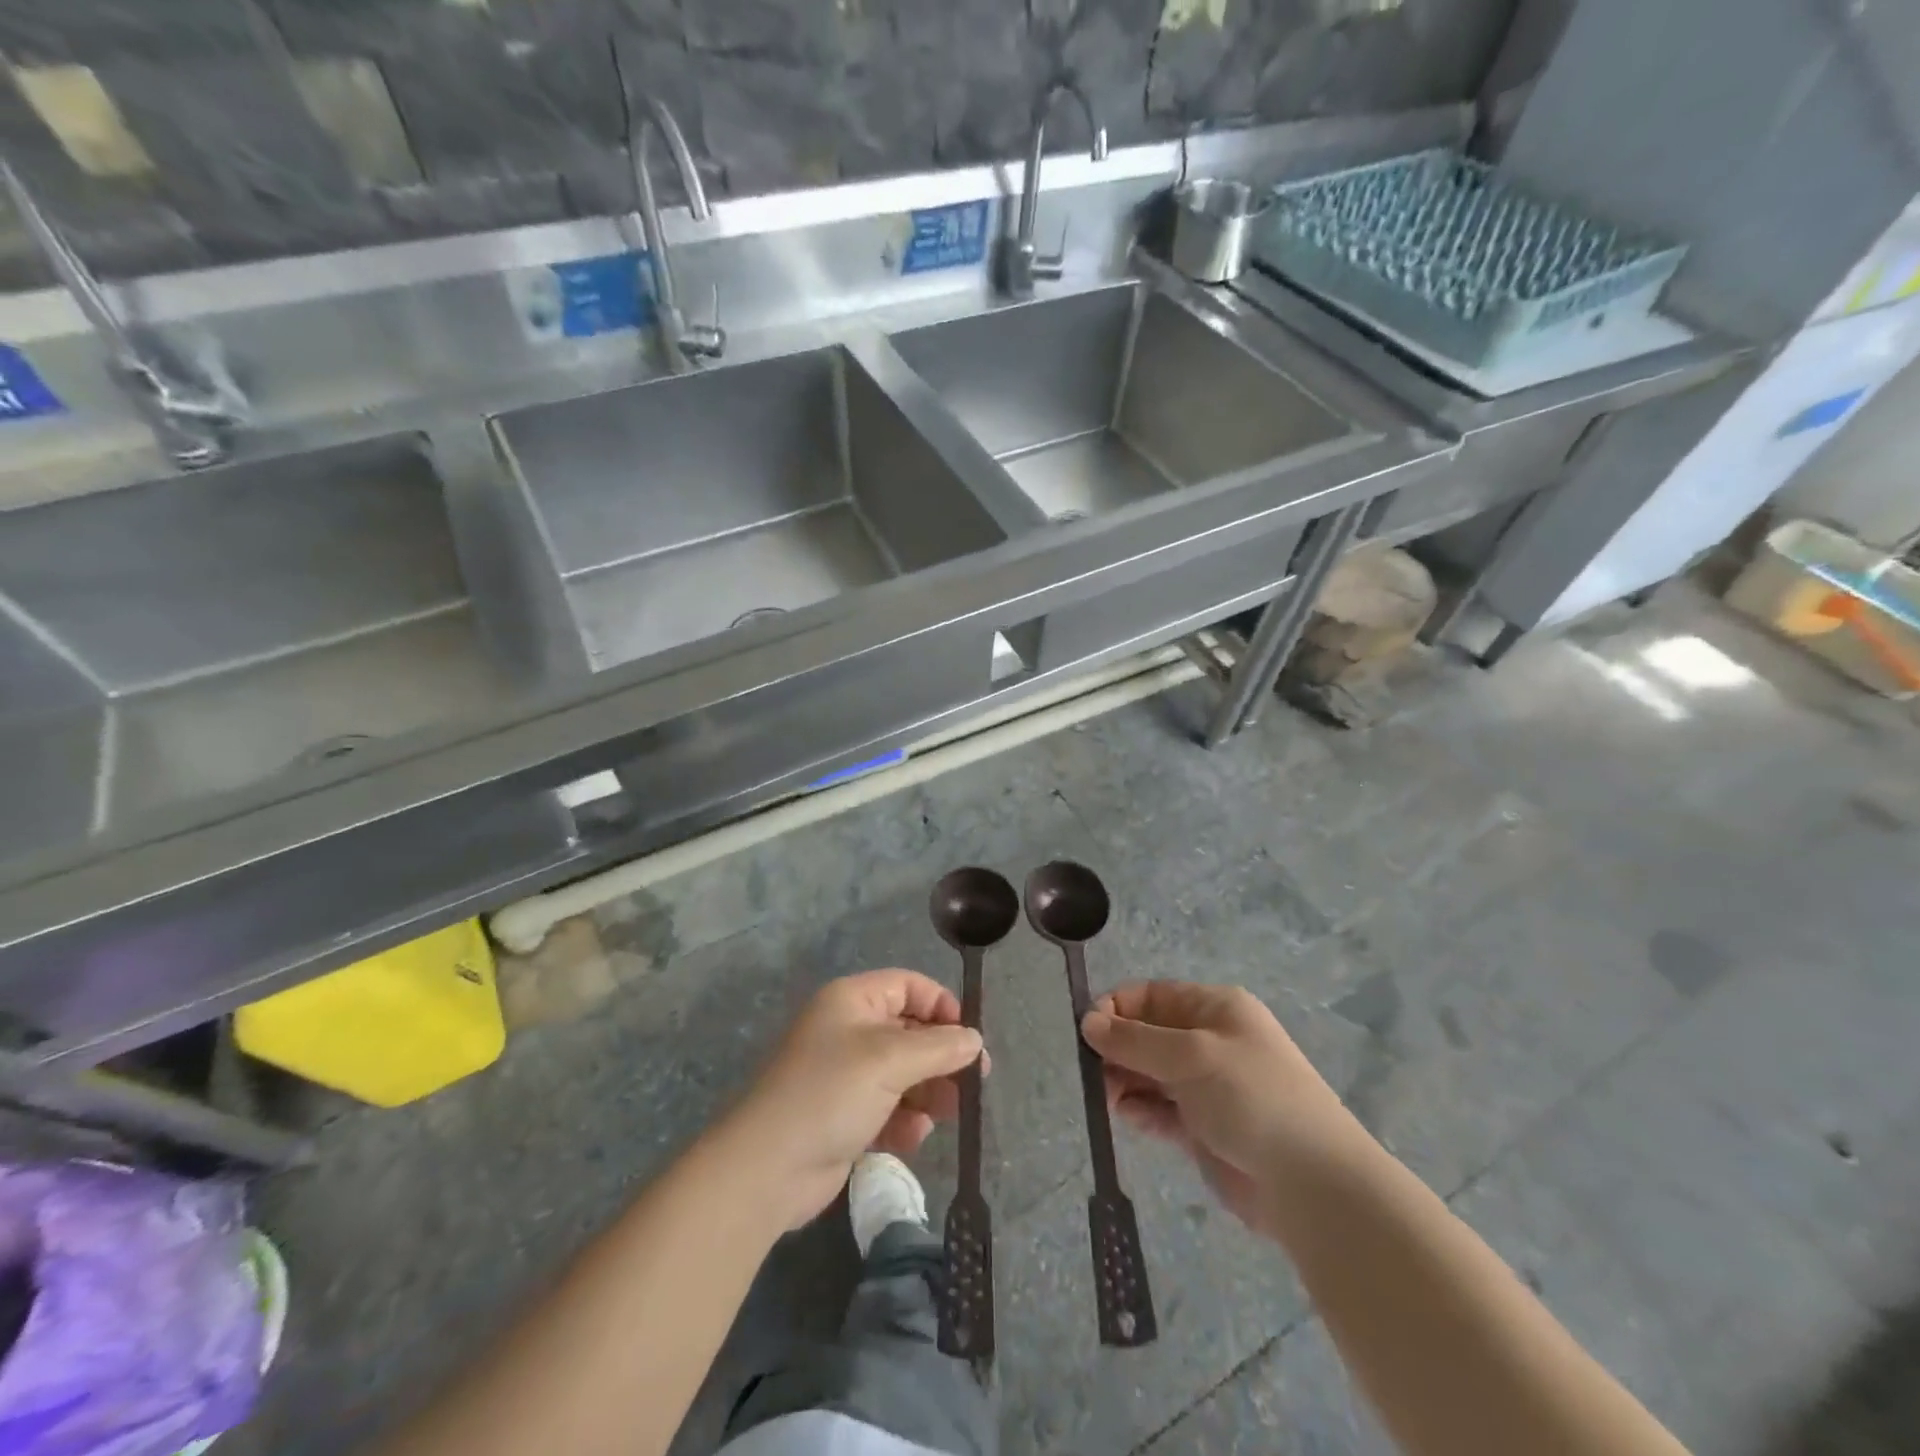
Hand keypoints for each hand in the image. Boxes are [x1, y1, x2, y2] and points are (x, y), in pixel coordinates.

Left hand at [723, 970, 983, 1230]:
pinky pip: (889, 1108)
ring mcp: (846, 1075)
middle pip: (910, 1031)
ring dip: (928, 1093)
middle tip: (975, 1082)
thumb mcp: (890, 1060)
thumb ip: (939, 1047)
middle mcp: (849, 1030)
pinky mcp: (846, 1116)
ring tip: (945, 1114)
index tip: (969, 1036)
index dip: (941, 1005)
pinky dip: (905, 1120)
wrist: (768, 1168)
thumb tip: (975, 1040)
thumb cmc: (830, 1093)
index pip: (908, 986)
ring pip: (904, 1073)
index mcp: (852, 1000)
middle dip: (941, 1057)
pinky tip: (912, 1137)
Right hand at [1081, 982, 1364, 1238]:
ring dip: (1125, 1081)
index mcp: (1214, 1008)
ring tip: (1109, 1099)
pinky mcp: (1203, 1128)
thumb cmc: (1252, 1098)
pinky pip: (1160, 1109)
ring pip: (1150, 1073)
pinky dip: (1141, 1111)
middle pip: (1147, 1034)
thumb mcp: (1192, 1056)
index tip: (1087, 1033)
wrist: (1313, 1185)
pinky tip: (1130, 1118)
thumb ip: (1135, 1040)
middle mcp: (1209, 1041)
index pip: (1151, 995)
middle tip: (1094, 1074)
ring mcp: (1207, 1086)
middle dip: (1117, 1049)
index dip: (1116, 1009)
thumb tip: (1087, 1022)